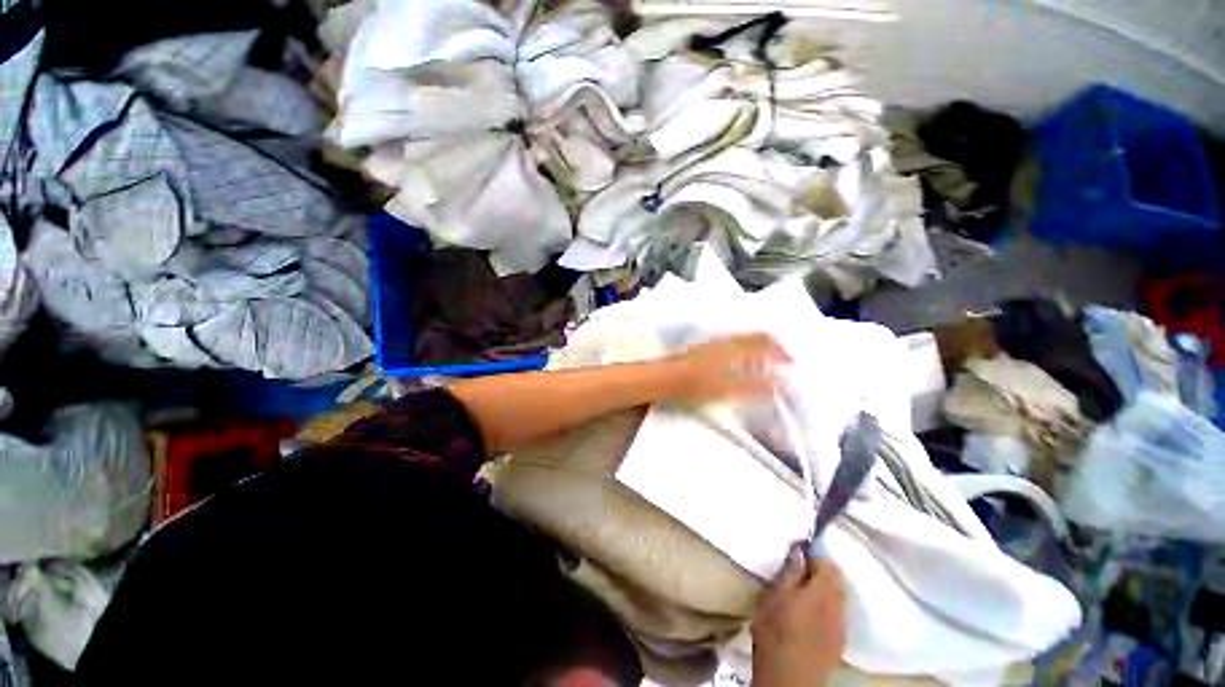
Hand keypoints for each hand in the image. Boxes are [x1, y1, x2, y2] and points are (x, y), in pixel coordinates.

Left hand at [664, 333, 790, 403]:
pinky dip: (747, 347)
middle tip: (784, 357)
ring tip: (769, 358)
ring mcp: (716, 343)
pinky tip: (744, 358)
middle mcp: (727, 341)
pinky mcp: (707, 348)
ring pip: (745, 338)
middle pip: (756, 337)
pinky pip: (734, 342)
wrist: (668, 378)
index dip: (780, 352)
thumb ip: (755, 385)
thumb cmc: (698, 384)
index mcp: (735, 349)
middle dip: (773, 345)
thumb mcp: (728, 389)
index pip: (764, 343)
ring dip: (760, 345)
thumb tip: (779, 381)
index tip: (792, 363)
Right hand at [752, 551, 846, 686]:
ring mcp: (842, 625)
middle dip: (821, 570)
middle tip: (798, 570)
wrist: (789, 678)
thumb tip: (800, 551)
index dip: (813, 554)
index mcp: (824, 591)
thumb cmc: (776, 631)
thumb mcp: (775, 595)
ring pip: (838, 596)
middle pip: (837, 579)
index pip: (828, 562)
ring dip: (824, 588)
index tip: (796, 553)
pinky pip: (837, 612)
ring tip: (802, 590)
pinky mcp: (839, 641)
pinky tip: (810, 612)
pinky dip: (826, 605)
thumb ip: (791, 571)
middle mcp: (840, 606)